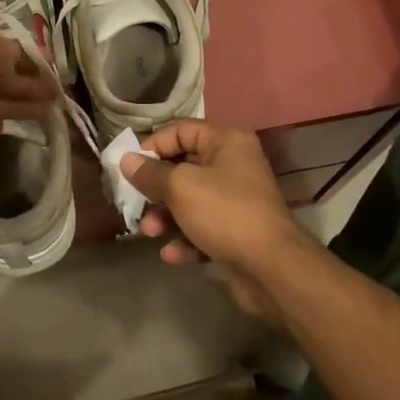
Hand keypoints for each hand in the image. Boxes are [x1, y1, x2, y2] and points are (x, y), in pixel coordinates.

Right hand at [120, 120, 317, 321]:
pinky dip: (185, 239)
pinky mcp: (237, 231)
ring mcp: (237, 200)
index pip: (180, 130)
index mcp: (227, 142)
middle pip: (183, 167)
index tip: (130, 167)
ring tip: (150, 233)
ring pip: (190, 200)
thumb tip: (126, 160)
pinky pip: (203, 228)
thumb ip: (150, 172)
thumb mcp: (180, 187)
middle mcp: (234, 165)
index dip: (153, 146)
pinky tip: (172, 254)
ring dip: (166, 217)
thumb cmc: (225, 213)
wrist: (273, 269)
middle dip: (156, 188)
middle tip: (136, 203)